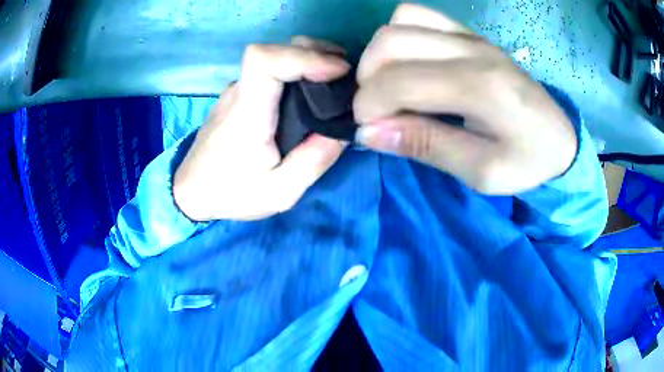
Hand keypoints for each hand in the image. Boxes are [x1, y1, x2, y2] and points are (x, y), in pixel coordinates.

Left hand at [173, 39, 349, 220]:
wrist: (192, 191)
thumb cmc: (232, 193)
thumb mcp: (281, 192)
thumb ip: (314, 160)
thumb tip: (344, 129)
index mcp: (247, 114)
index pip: (264, 60)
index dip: (303, 56)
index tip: (336, 70)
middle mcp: (239, 93)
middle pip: (273, 50)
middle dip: (314, 52)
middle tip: (345, 71)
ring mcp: (236, 91)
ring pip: (273, 56)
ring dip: (307, 57)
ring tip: (335, 74)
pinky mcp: (238, 95)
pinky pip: (268, 70)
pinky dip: (295, 67)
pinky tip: (312, 85)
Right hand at [353, 4, 576, 194]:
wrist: (561, 138)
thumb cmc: (528, 162)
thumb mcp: (482, 172)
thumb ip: (428, 146)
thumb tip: (369, 133)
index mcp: (481, 89)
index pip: (400, 80)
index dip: (368, 105)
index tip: (367, 130)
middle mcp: (473, 51)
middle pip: (391, 42)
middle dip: (367, 79)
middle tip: (376, 110)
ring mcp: (472, 36)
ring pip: (400, 22)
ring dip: (381, 54)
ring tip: (390, 84)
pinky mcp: (471, 34)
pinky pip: (420, 15)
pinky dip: (401, 35)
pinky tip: (411, 62)